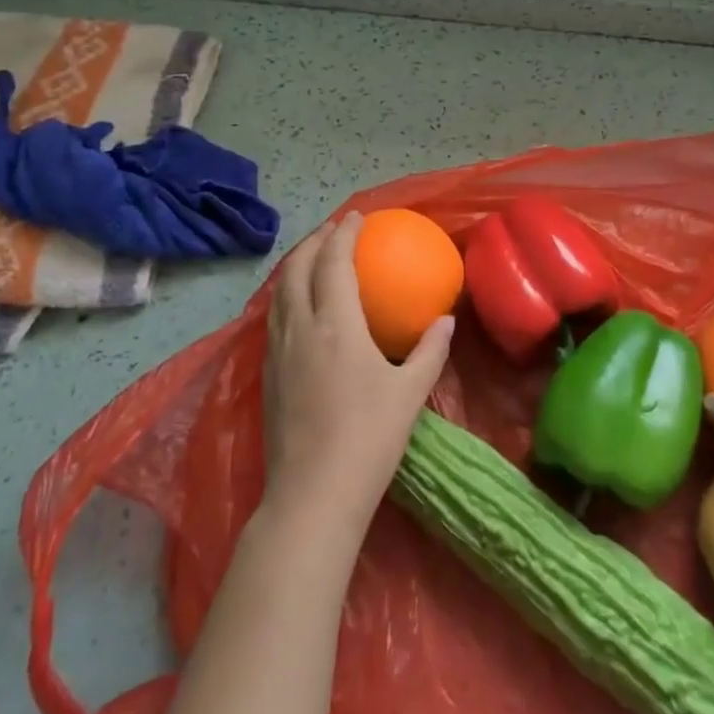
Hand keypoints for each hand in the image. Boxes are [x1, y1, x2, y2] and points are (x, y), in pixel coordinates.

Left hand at [262, 213, 453, 540]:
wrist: (312, 495)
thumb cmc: (368, 439)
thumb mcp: (410, 393)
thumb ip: (430, 351)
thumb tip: (446, 320)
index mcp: (335, 325)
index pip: (334, 263)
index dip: (345, 234)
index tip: (358, 217)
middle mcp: (300, 328)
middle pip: (297, 268)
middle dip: (314, 241)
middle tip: (334, 230)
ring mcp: (277, 352)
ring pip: (279, 293)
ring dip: (295, 265)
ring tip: (313, 258)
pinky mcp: (266, 375)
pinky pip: (273, 318)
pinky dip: (286, 295)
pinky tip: (298, 308)